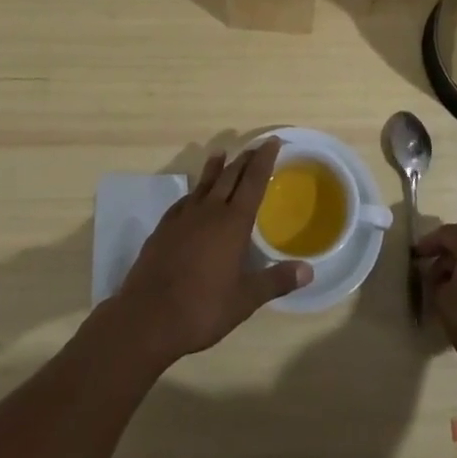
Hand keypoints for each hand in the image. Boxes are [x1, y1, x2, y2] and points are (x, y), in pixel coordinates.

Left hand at [110, 140, 311, 366]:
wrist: (147, 316)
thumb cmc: (202, 308)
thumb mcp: (245, 300)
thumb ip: (276, 282)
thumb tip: (309, 271)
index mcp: (233, 223)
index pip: (253, 182)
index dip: (264, 161)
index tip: (272, 141)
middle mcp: (209, 211)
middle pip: (230, 177)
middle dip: (244, 160)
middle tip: (255, 146)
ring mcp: (183, 217)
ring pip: (204, 184)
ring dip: (215, 168)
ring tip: (221, 153)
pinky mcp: (164, 228)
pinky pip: (184, 200)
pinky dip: (194, 191)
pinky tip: (193, 195)